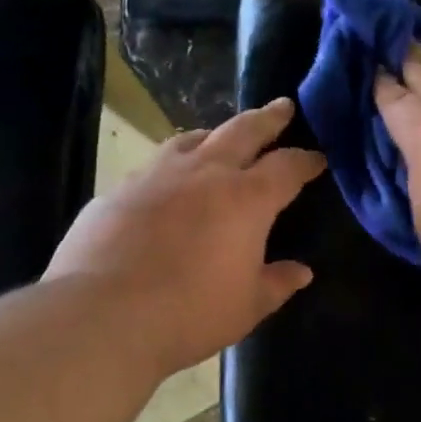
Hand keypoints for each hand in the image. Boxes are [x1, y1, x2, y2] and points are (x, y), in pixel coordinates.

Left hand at [45, 98, 325, 374]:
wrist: (103, 315)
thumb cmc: (190, 313)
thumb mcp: (247, 306)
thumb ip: (276, 283)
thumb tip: (301, 272)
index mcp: (246, 199)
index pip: (286, 167)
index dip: (305, 160)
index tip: (317, 158)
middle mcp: (203, 174)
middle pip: (242, 131)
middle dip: (267, 118)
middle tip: (282, 106)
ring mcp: (156, 176)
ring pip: (192, 139)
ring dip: (215, 133)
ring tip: (221, 135)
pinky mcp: (118, 190)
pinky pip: (154, 166)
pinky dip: (172, 164)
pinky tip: (167, 182)